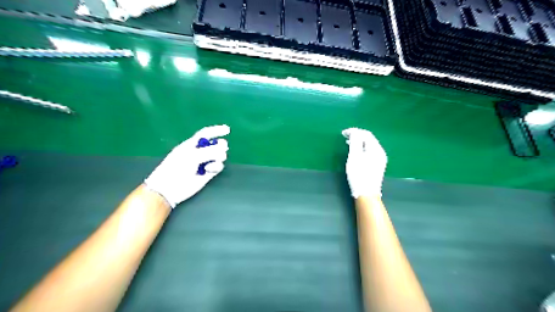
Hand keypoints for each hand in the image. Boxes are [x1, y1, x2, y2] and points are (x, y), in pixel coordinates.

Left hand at [145, 123, 228, 206]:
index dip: (216, 130)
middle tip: (222, 147)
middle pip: (215, 145)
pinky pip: (218, 166)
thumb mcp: (192, 155)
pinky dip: (216, 166)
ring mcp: (204, 163)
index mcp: (192, 144)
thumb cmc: (176, 167)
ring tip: (213, 161)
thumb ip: (209, 152)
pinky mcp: (208, 173)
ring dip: (219, 156)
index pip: (206, 134)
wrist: (170, 187)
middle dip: (221, 145)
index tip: (228, 130)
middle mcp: (199, 152)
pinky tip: (209, 169)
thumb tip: (223, 152)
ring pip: (219, 156)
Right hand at [340, 128, 386, 197]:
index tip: (343, 133)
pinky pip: (369, 152)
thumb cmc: (359, 175)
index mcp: (376, 149)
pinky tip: (355, 152)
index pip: (366, 134)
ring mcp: (380, 159)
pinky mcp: (377, 165)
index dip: (355, 131)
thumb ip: (355, 142)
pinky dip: (361, 148)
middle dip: (357, 135)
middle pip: (369, 139)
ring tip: (348, 143)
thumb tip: (354, 132)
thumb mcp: (354, 157)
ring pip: (369, 145)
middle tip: (345, 137)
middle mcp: (380, 152)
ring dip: (359, 142)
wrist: (366, 194)